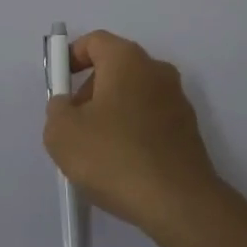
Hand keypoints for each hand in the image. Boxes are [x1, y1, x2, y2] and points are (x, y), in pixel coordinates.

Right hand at [43, 30, 221, 234]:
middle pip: (115, 68)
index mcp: (127, 59)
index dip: (71, 58)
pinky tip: (124, 167)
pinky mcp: (189, 131)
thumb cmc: (115, 157)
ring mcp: (177, 100)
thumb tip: (68, 107)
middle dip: (90, 91)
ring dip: (112, 114)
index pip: (94, 41)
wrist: (179, 205)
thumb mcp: (62, 134)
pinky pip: (151, 120)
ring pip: (133, 95)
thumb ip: (57, 110)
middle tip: (75, 125)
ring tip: (98, 153)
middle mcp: (156, 70)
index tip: (60, 87)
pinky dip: (134, 133)